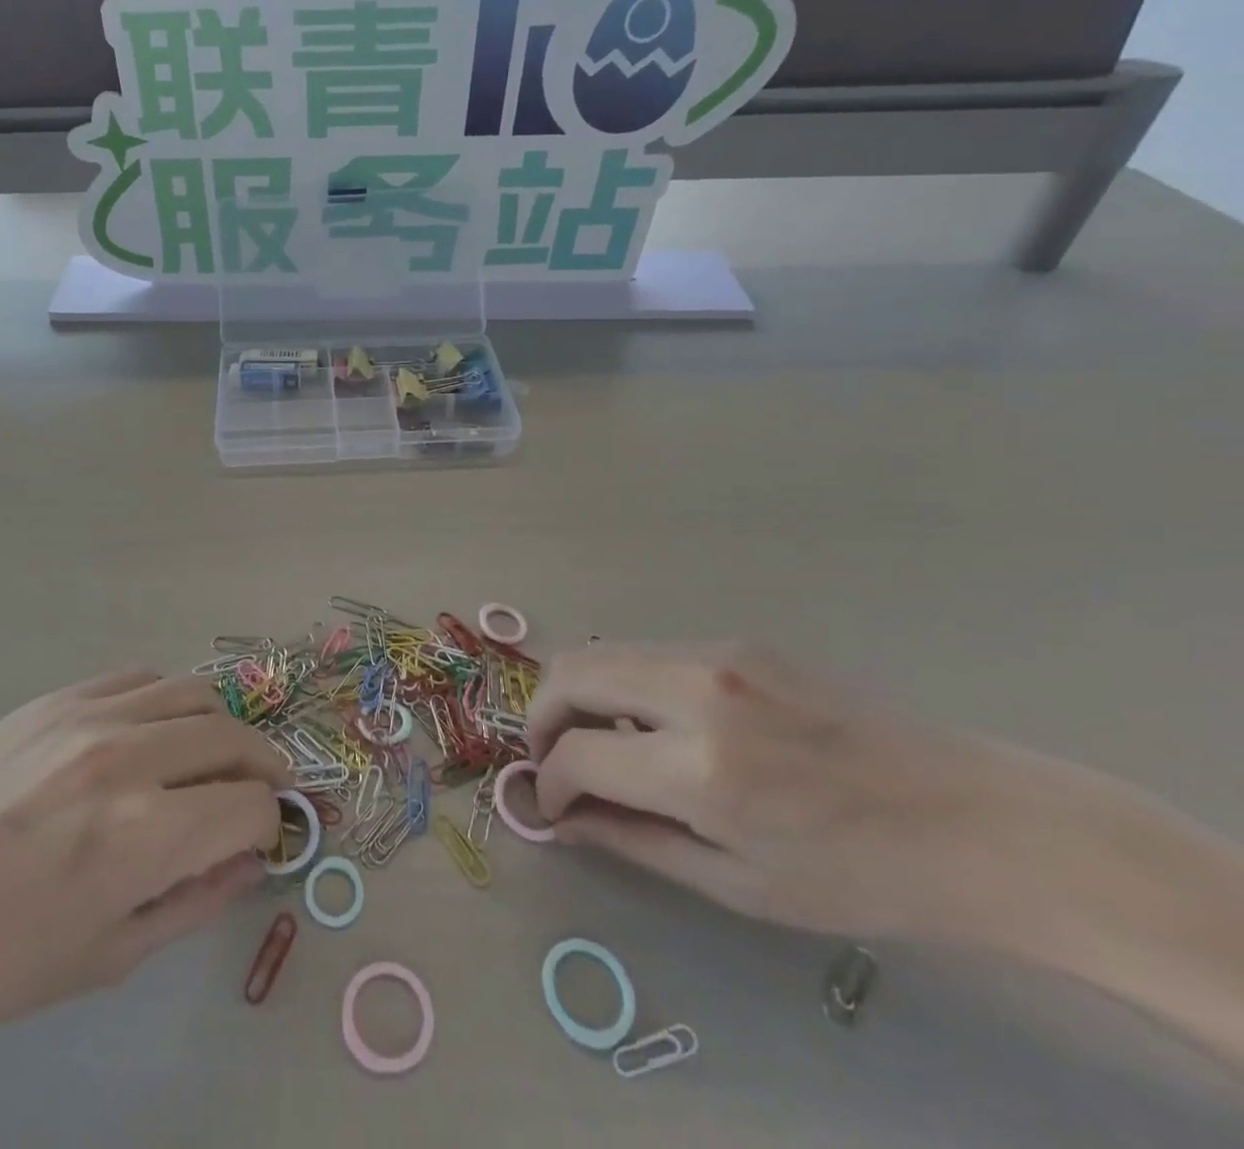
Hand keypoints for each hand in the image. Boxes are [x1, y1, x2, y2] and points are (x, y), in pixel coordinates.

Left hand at [0, 671, 288, 1073]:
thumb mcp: (111, 954)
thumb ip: (198, 899)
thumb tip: (252, 857)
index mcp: (144, 834)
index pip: (252, 805)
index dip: (267, 826)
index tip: (257, 840)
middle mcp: (126, 757)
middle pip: (234, 736)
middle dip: (261, 768)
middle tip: (251, 796)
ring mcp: (88, 715)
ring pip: (194, 692)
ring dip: (217, 728)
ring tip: (202, 761)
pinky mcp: (55, 697)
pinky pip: (139, 678)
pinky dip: (165, 703)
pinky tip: (147, 737)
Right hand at [527, 641, 1045, 941]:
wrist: (984, 823)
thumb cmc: (864, 877)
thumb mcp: (740, 886)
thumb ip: (634, 842)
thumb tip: (563, 819)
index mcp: (703, 770)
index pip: (576, 753)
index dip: (549, 782)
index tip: (552, 806)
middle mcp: (697, 691)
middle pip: (569, 673)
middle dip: (541, 716)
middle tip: (553, 759)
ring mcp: (718, 653)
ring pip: (601, 652)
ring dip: (579, 694)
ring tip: (603, 743)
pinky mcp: (737, 640)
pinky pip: (648, 651)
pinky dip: (625, 683)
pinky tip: (658, 724)